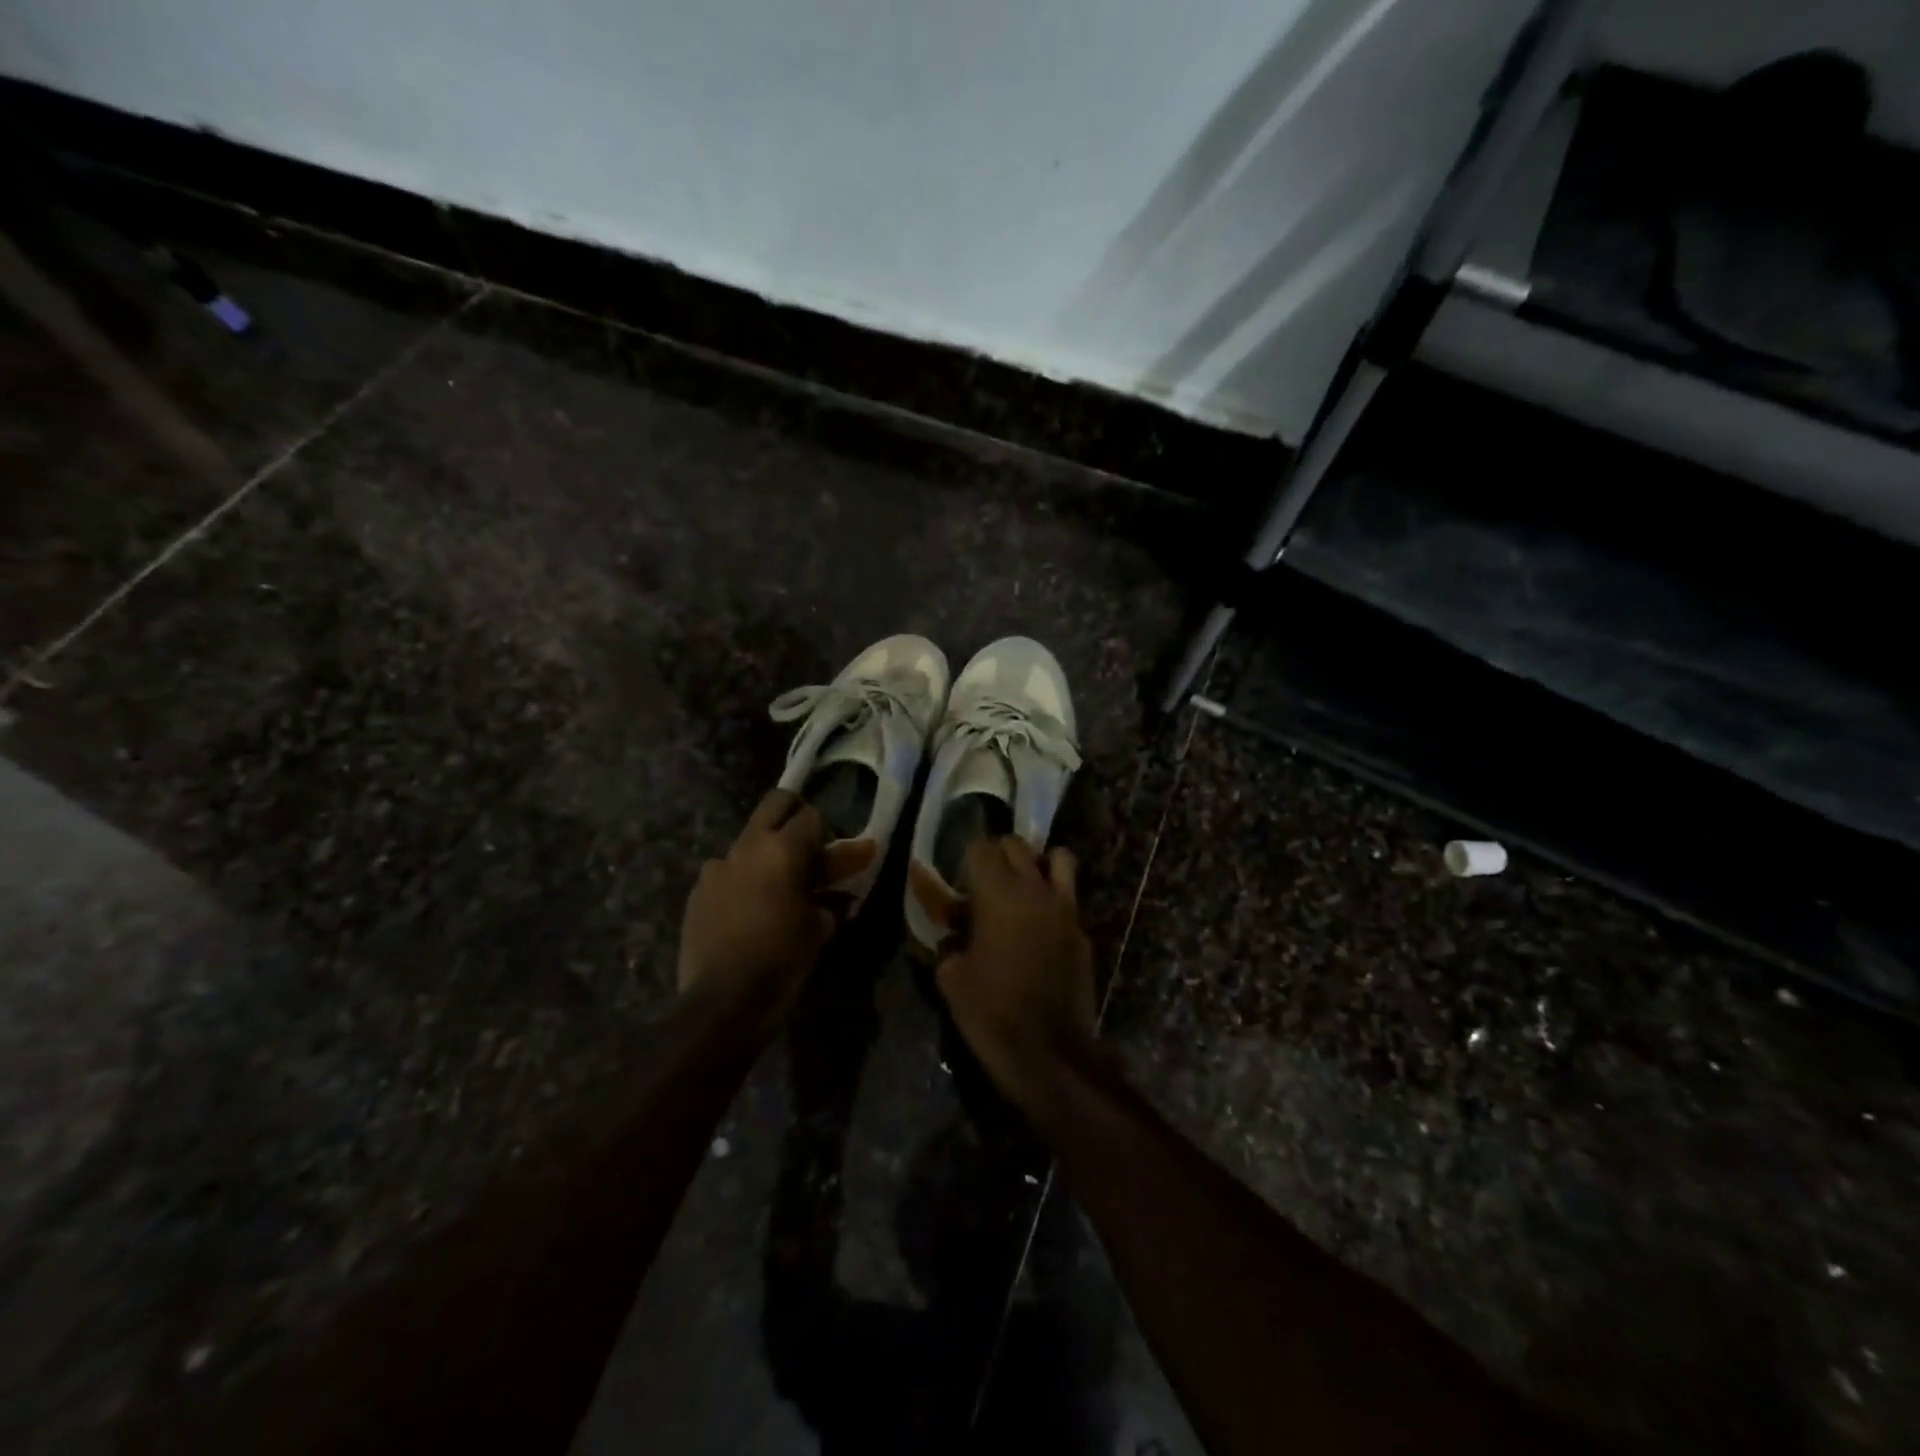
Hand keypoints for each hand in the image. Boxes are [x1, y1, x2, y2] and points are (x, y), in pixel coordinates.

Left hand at [679, 790, 837, 1028]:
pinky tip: (747, 910)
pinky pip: (725, 872)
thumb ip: (831, 899)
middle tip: (806, 842)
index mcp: (783, 850)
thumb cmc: (782, 959)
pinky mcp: (698, 891)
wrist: (723, 1001)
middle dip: (792, 814)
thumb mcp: (818, 928)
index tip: (833, 852)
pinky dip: (741, 881)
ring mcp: (717, 867)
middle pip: (774, 804)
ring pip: (747, 840)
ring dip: (764, 853)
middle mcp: (747, 846)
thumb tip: (842, 893)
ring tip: (774, 885)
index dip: (826, 831)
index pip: (811, 816)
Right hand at [936, 836, 1096, 1112]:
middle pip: (1018, 844)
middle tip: (985, 882)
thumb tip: (953, 935)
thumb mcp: (951, 979)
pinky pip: (1070, 898)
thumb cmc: (991, 1012)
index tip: (960, 881)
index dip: (967, 859)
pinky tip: (1041, 928)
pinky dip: (1055, 900)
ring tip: (1024, 888)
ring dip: (1039, 864)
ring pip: (1059, 857)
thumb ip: (950, 945)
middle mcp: (1035, 890)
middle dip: (999, 854)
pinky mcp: (1083, 931)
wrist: (1048, 1052)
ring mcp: (1066, 908)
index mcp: (998, 894)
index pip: (982, 847)